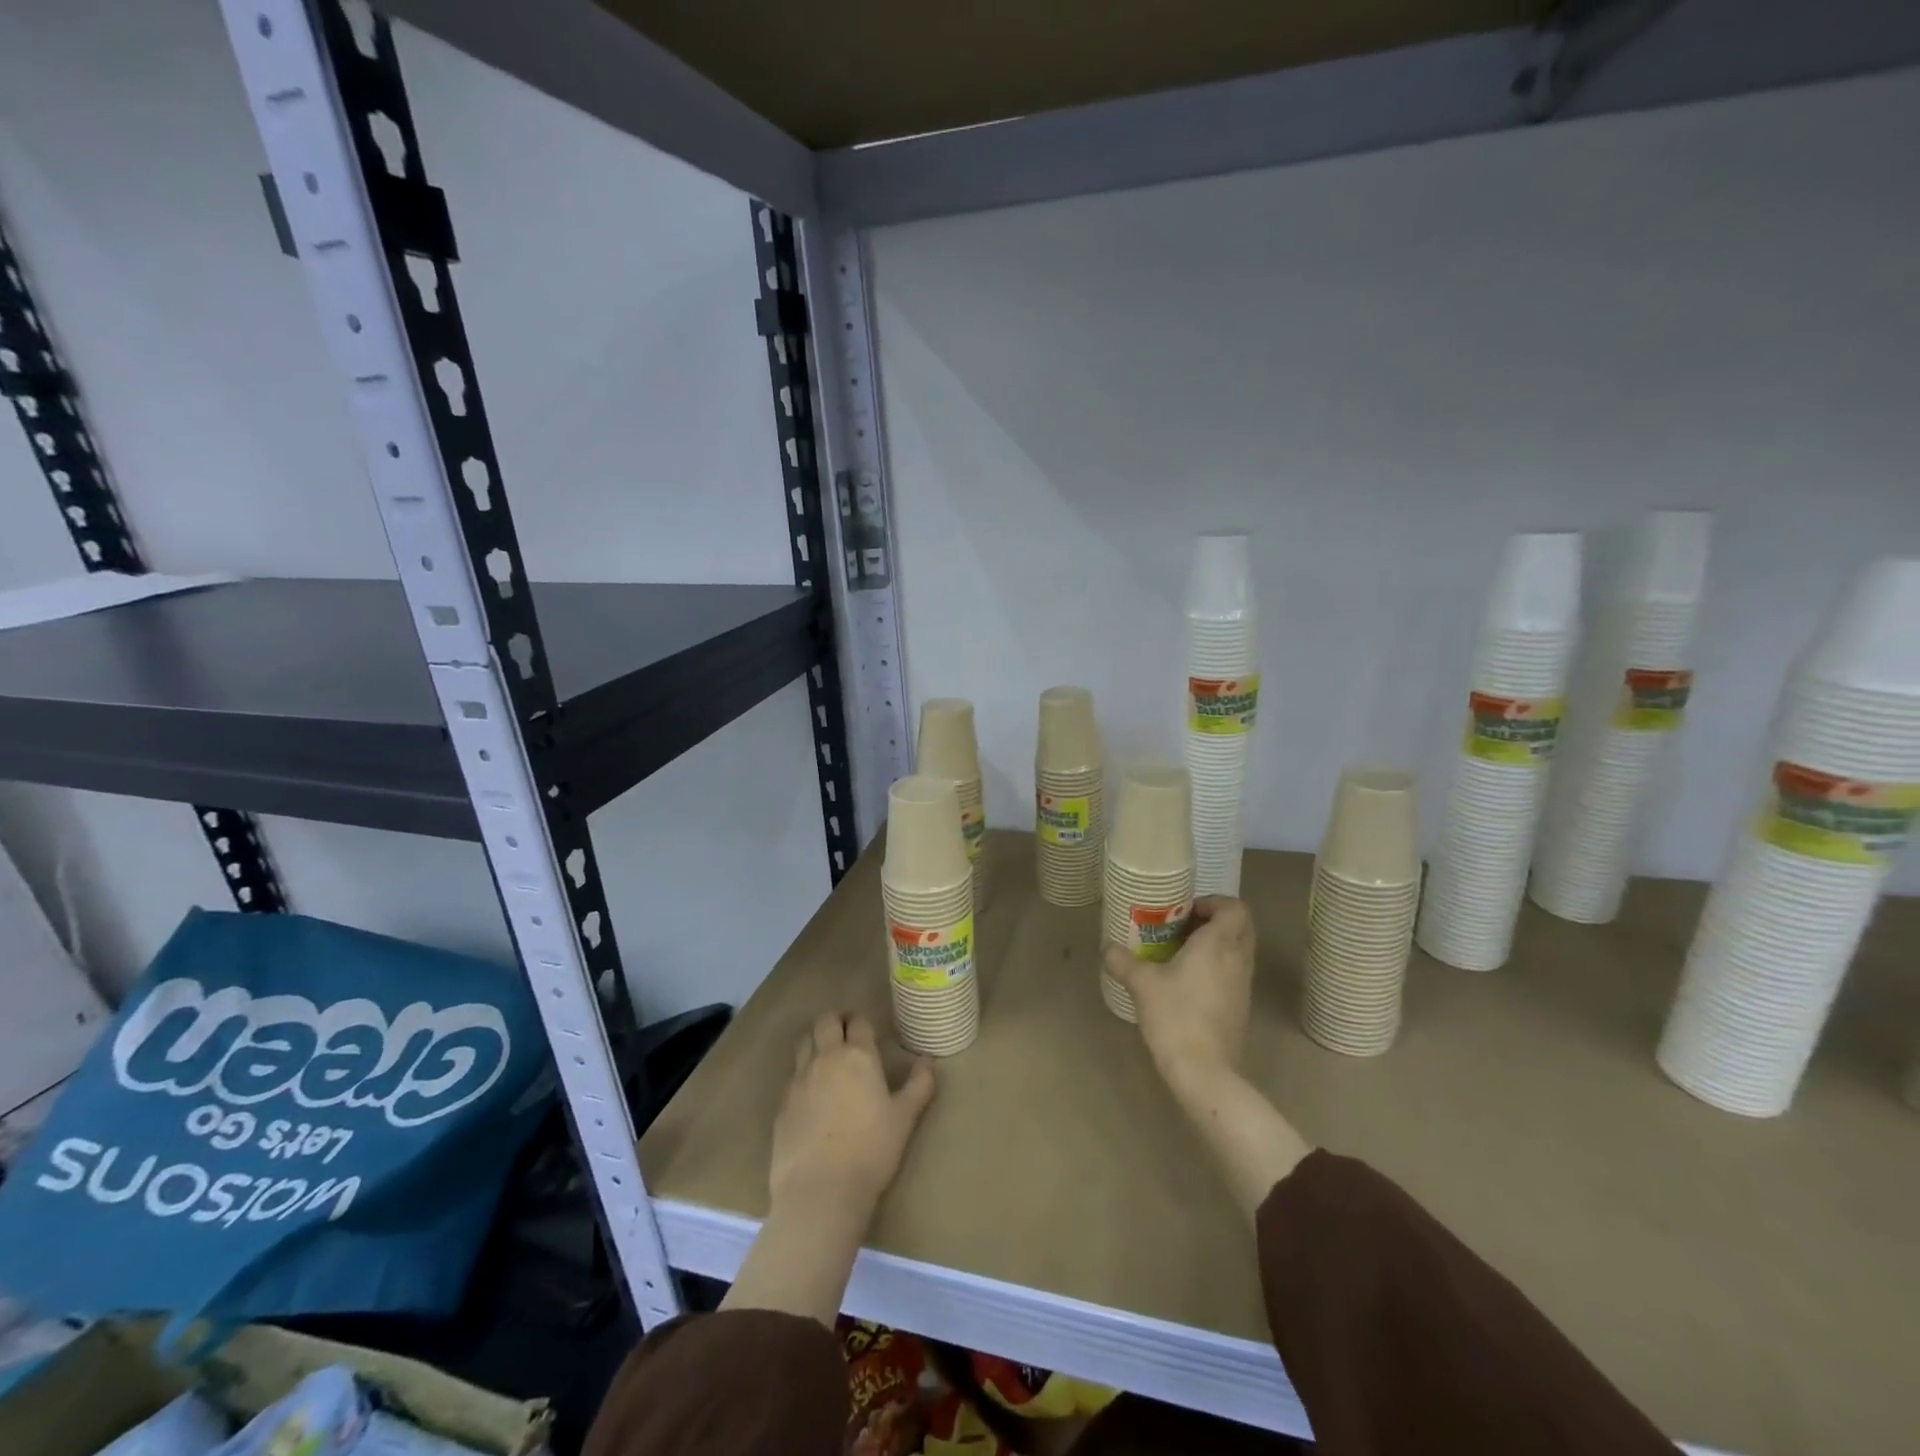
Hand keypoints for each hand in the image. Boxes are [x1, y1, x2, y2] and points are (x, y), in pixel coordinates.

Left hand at [770, 1011, 936, 1215]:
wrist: (821, 1190)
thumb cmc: (871, 1151)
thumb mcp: (905, 1118)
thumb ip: (919, 1085)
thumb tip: (927, 1060)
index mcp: (858, 1056)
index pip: (858, 1022)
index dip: (861, 1020)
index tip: (866, 1028)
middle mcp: (826, 1059)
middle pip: (825, 1022)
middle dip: (835, 1020)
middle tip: (845, 1032)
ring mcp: (799, 1080)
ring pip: (803, 1043)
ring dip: (815, 1042)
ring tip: (826, 1058)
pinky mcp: (782, 1105)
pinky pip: (792, 1077)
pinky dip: (802, 1076)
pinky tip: (811, 1097)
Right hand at [1105, 896, 1254, 1094]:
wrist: (1203, 1070)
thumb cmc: (1175, 1015)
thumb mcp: (1142, 984)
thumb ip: (1122, 960)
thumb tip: (1107, 947)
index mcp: (1218, 944)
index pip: (1234, 907)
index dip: (1213, 902)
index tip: (1185, 910)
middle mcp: (1238, 959)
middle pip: (1241, 926)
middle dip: (1216, 920)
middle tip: (1184, 926)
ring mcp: (1243, 985)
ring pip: (1239, 950)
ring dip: (1216, 944)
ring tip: (1181, 952)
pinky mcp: (1241, 1006)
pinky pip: (1234, 972)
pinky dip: (1217, 966)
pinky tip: (1187, 980)